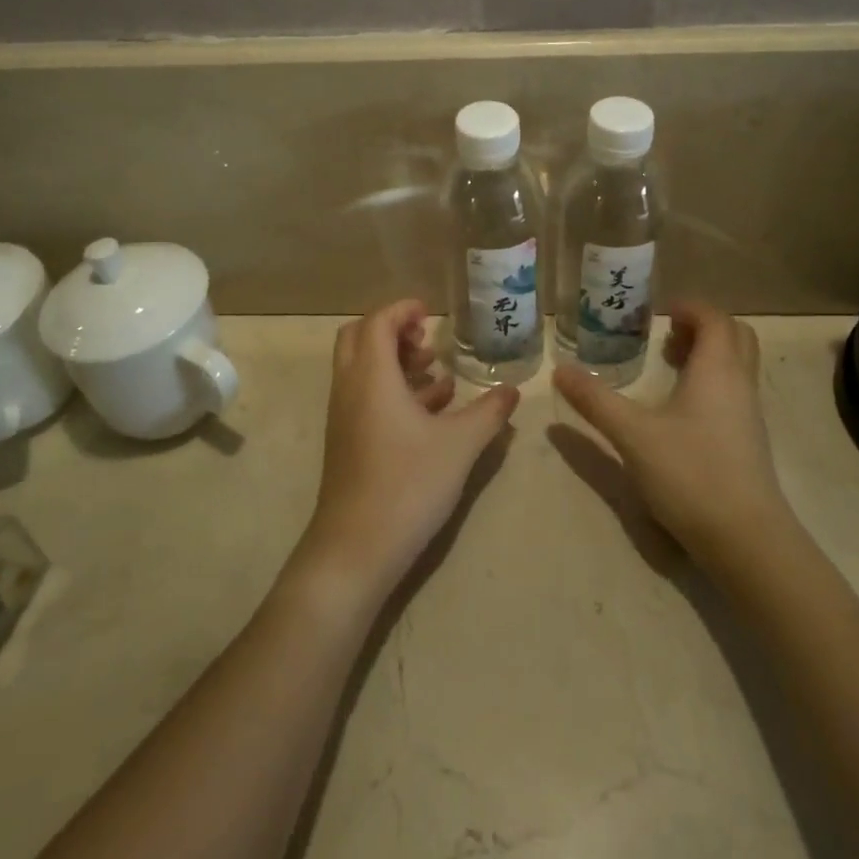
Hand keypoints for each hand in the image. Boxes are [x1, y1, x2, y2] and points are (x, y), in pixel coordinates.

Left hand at [296, 300, 519, 598]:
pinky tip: (430, 409)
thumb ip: (488, 413)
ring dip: (394, 360)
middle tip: (427, 340)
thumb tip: (513, 390)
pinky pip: (366, 396)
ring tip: (435, 371)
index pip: (378, 321)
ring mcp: (344, 416)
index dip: (403, 309)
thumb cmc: (408, 484)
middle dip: (393, 330)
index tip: (431, 312)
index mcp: (372, 376)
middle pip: (359, 337)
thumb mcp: (459, 446)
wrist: (356, 550)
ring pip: (362, 369)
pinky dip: (392, 389)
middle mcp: (350, 388)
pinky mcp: (347, 441)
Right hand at [555, 302, 790, 575]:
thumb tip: (559, 370)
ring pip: (737, 364)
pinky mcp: (749, 440)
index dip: (688, 307)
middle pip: (734, 335)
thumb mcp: (633, 434)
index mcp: (717, 369)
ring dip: (707, 353)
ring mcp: (750, 414)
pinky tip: (680, 408)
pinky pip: (734, 390)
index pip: (714, 318)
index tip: (657, 313)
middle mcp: (740, 383)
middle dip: (701, 326)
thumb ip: (595, 400)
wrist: (747, 539)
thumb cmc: (691, 474)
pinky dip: (711, 380)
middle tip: (664, 335)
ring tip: (667, 365)